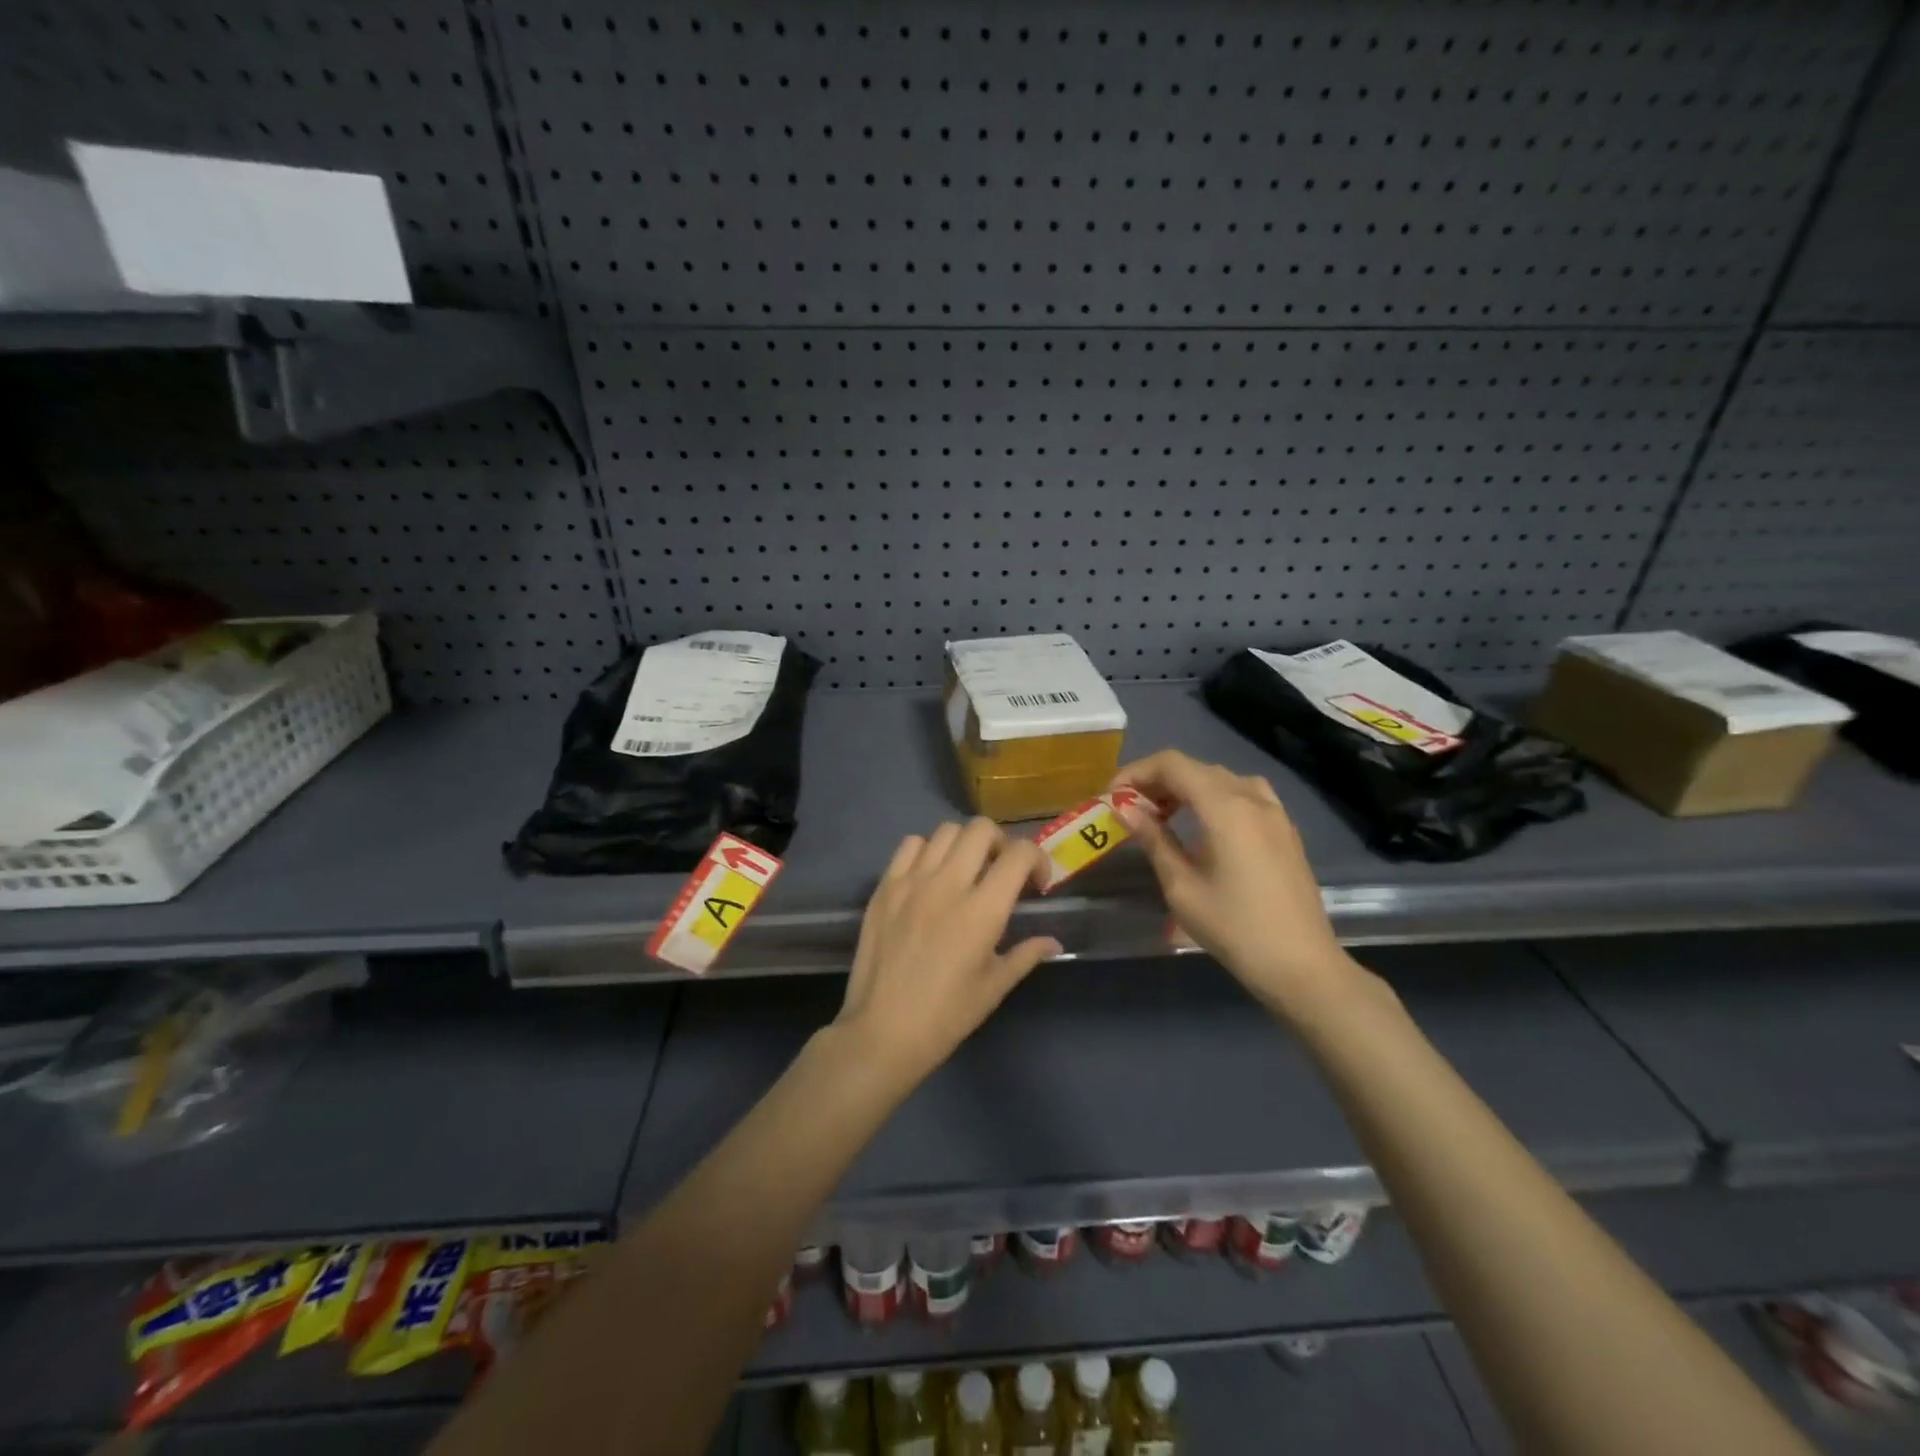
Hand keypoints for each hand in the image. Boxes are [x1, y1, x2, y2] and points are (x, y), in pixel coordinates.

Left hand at [834, 818, 1061, 1086]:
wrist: (882, 1031)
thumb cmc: (946, 1016)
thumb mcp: (993, 987)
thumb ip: (1026, 955)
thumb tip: (1053, 941)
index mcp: (982, 911)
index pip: (1019, 854)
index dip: (1037, 859)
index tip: (1036, 883)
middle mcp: (948, 884)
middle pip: (982, 828)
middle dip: (1001, 843)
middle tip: (1001, 871)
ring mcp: (912, 881)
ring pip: (946, 830)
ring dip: (965, 844)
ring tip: (965, 871)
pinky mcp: (885, 886)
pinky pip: (910, 845)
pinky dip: (928, 850)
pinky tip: (930, 876)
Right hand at [1112, 750, 1361, 1020]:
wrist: (1301, 966)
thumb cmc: (1234, 928)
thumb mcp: (1182, 886)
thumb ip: (1153, 839)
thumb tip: (1125, 808)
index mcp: (1225, 807)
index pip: (1172, 765)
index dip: (1136, 773)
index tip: (1112, 797)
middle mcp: (1253, 798)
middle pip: (1196, 768)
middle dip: (1157, 780)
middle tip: (1131, 809)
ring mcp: (1274, 812)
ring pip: (1221, 778)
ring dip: (1186, 786)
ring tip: (1163, 815)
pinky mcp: (1285, 830)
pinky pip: (1244, 794)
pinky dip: (1214, 797)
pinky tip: (1203, 826)